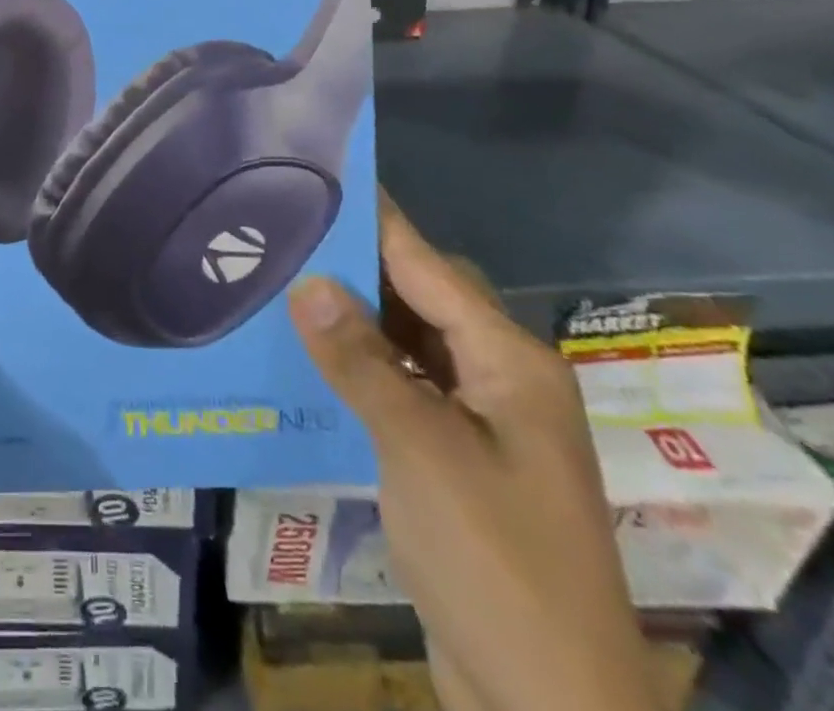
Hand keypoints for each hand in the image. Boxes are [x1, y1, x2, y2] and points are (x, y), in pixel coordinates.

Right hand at [287, 192, 656, 710]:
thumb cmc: (497, 562)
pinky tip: (311, 360)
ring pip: (409, 343)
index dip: (375, 219)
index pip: (428, 265)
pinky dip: (362, 368)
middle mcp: (500, 378)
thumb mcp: (421, 451)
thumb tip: (309, 281)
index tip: (322, 175)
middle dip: (356, 266)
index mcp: (508, 361)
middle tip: (282, 233)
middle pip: (421, 297)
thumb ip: (361, 361)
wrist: (550, 708)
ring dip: (354, 320)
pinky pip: (404, 387)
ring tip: (283, 283)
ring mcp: (482, 422)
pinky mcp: (459, 459)